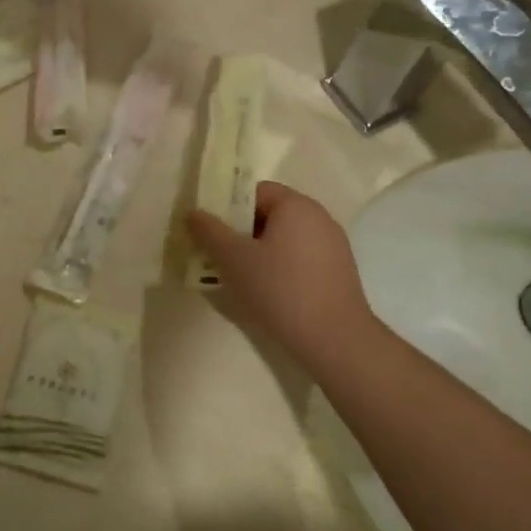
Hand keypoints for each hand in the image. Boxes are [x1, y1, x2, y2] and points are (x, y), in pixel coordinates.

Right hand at [186, 182, 379, 369]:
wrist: (334, 339)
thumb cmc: (280, 289)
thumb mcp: (234, 259)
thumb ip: (209, 231)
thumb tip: (193, 212)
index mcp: (296, 205)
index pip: (255, 191)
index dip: (228, 207)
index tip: (211, 231)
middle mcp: (319, 217)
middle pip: (270, 214)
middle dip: (241, 232)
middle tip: (219, 255)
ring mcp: (333, 245)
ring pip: (284, 238)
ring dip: (259, 251)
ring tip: (239, 277)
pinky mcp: (338, 271)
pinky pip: (300, 258)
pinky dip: (280, 267)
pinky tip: (268, 292)